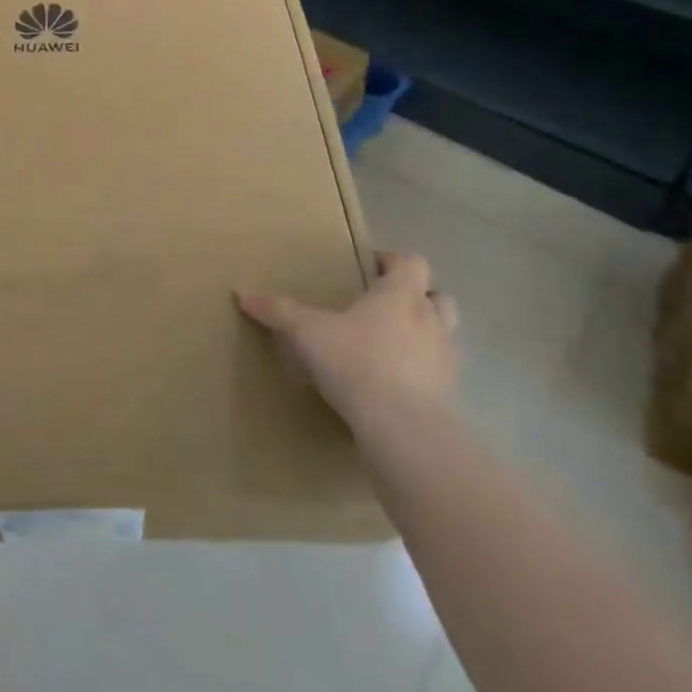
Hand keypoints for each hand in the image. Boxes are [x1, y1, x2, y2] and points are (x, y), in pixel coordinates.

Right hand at [236, 252, 458, 431]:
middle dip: (419, 298)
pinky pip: (441, 377)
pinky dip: (424, 375)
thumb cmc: (356, 362)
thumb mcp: (306, 333)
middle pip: (440, 296)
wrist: (404, 430)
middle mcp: (430, 321)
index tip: (370, 268)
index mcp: (401, 295)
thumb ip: (278, 311)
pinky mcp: (450, 399)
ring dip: (426, 336)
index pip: (413, 262)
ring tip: (393, 346)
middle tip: (386, 306)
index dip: (394, 261)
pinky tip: (397, 386)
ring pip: (447, 337)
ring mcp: (446, 361)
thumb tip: (242, 294)